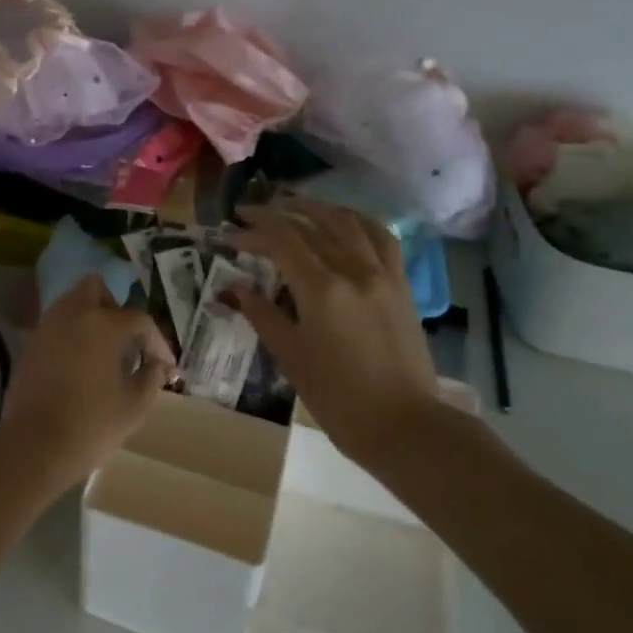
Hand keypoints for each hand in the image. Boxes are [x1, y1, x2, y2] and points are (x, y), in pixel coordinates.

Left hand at [1, 275, 176, 485]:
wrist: (35, 445)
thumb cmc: (92, 423)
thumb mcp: (136, 404)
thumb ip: (152, 376)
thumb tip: (158, 365)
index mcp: (103, 324)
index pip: (139, 320)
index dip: (157, 342)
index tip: (165, 365)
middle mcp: (73, 315)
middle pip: (96, 289)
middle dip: (115, 308)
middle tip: (126, 340)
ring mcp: (47, 327)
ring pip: (72, 304)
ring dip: (91, 318)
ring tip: (104, 352)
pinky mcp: (30, 345)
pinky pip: (57, 325)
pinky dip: (72, 334)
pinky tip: (80, 364)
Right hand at [228, 199, 441, 467]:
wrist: (404, 426)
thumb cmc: (338, 397)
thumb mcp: (290, 357)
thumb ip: (262, 315)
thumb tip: (236, 288)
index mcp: (321, 289)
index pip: (280, 241)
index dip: (251, 232)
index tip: (227, 232)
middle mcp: (353, 270)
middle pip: (311, 225)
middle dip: (276, 214)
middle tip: (249, 213)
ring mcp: (382, 274)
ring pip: (347, 222)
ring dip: (315, 208)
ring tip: (291, 206)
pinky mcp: (401, 284)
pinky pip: (381, 237)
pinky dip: (357, 220)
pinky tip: (343, 220)